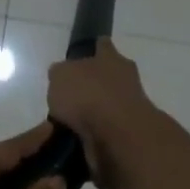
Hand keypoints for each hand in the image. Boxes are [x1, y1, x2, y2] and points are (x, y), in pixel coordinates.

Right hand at [47, 39, 160, 188]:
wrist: (118, 137)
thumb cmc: (88, 96)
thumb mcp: (60, 76)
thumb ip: (60, 74)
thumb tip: (62, 78)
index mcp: (111, 58)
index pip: (102, 45)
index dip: (92, 49)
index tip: (81, 55)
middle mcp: (124, 80)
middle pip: (106, 78)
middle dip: (90, 86)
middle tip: (66, 98)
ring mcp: (129, 109)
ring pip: (105, 107)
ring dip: (90, 115)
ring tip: (64, 125)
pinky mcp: (127, 136)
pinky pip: (104, 133)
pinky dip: (91, 137)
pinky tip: (73, 142)